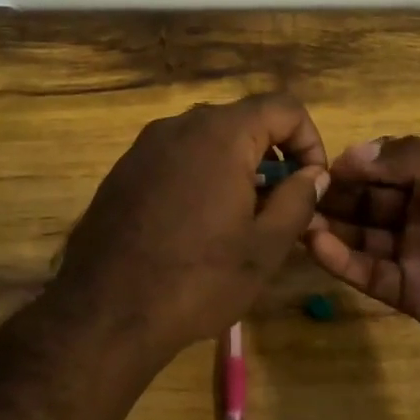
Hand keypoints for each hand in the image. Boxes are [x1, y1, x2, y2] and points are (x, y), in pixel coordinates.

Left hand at [48, 93, 329, 370]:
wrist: (105, 313)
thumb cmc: (197, 279)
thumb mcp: (264, 247)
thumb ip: (298, 200)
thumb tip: (314, 174)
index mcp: (221, 134)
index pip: (283, 107)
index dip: (309, 140)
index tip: (311, 183)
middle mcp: (180, 126)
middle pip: (244, 120)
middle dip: (272, 155)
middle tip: (279, 205)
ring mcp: (145, 146)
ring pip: (208, 139)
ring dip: (237, 166)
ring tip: (240, 219)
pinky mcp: (124, 170)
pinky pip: (176, 157)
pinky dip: (201, 175)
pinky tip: (197, 224)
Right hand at [306, 137, 419, 374]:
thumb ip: (417, 160)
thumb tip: (353, 153)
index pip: (386, 166)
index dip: (354, 165)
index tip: (317, 166)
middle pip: (367, 200)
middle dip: (334, 195)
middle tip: (294, 194)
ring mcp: (415, 254)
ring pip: (361, 236)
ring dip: (330, 227)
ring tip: (297, 220)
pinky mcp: (409, 293)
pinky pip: (368, 273)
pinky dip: (342, 261)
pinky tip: (318, 246)